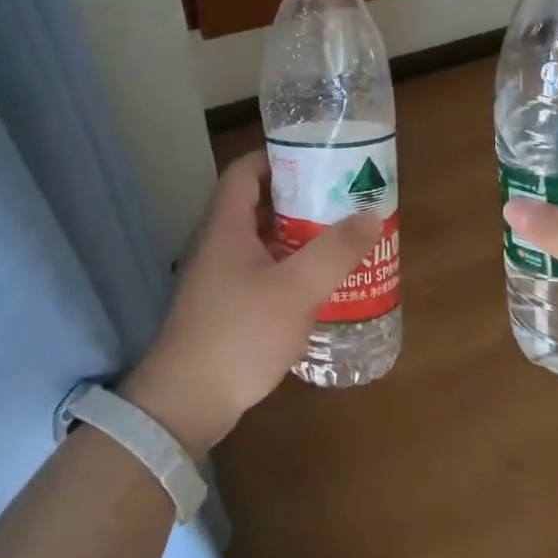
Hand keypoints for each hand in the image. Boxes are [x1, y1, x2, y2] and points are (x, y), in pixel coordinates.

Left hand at [124, 152, 380, 456]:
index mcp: (227, 226)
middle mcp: (218, 244)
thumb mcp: (296, 289)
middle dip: (299, 199)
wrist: (187, 401)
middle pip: (257, 205)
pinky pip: (260, 272)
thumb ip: (335, 251)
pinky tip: (317, 285)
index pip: (245, 170)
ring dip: (297, 236)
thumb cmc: (240, 334)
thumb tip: (370, 215)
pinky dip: (288, 268)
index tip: (317, 159)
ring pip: (261, 241)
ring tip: (339, 238)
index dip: (278, 156)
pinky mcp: (224, 307)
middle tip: (341, 200)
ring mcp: (218, 278)